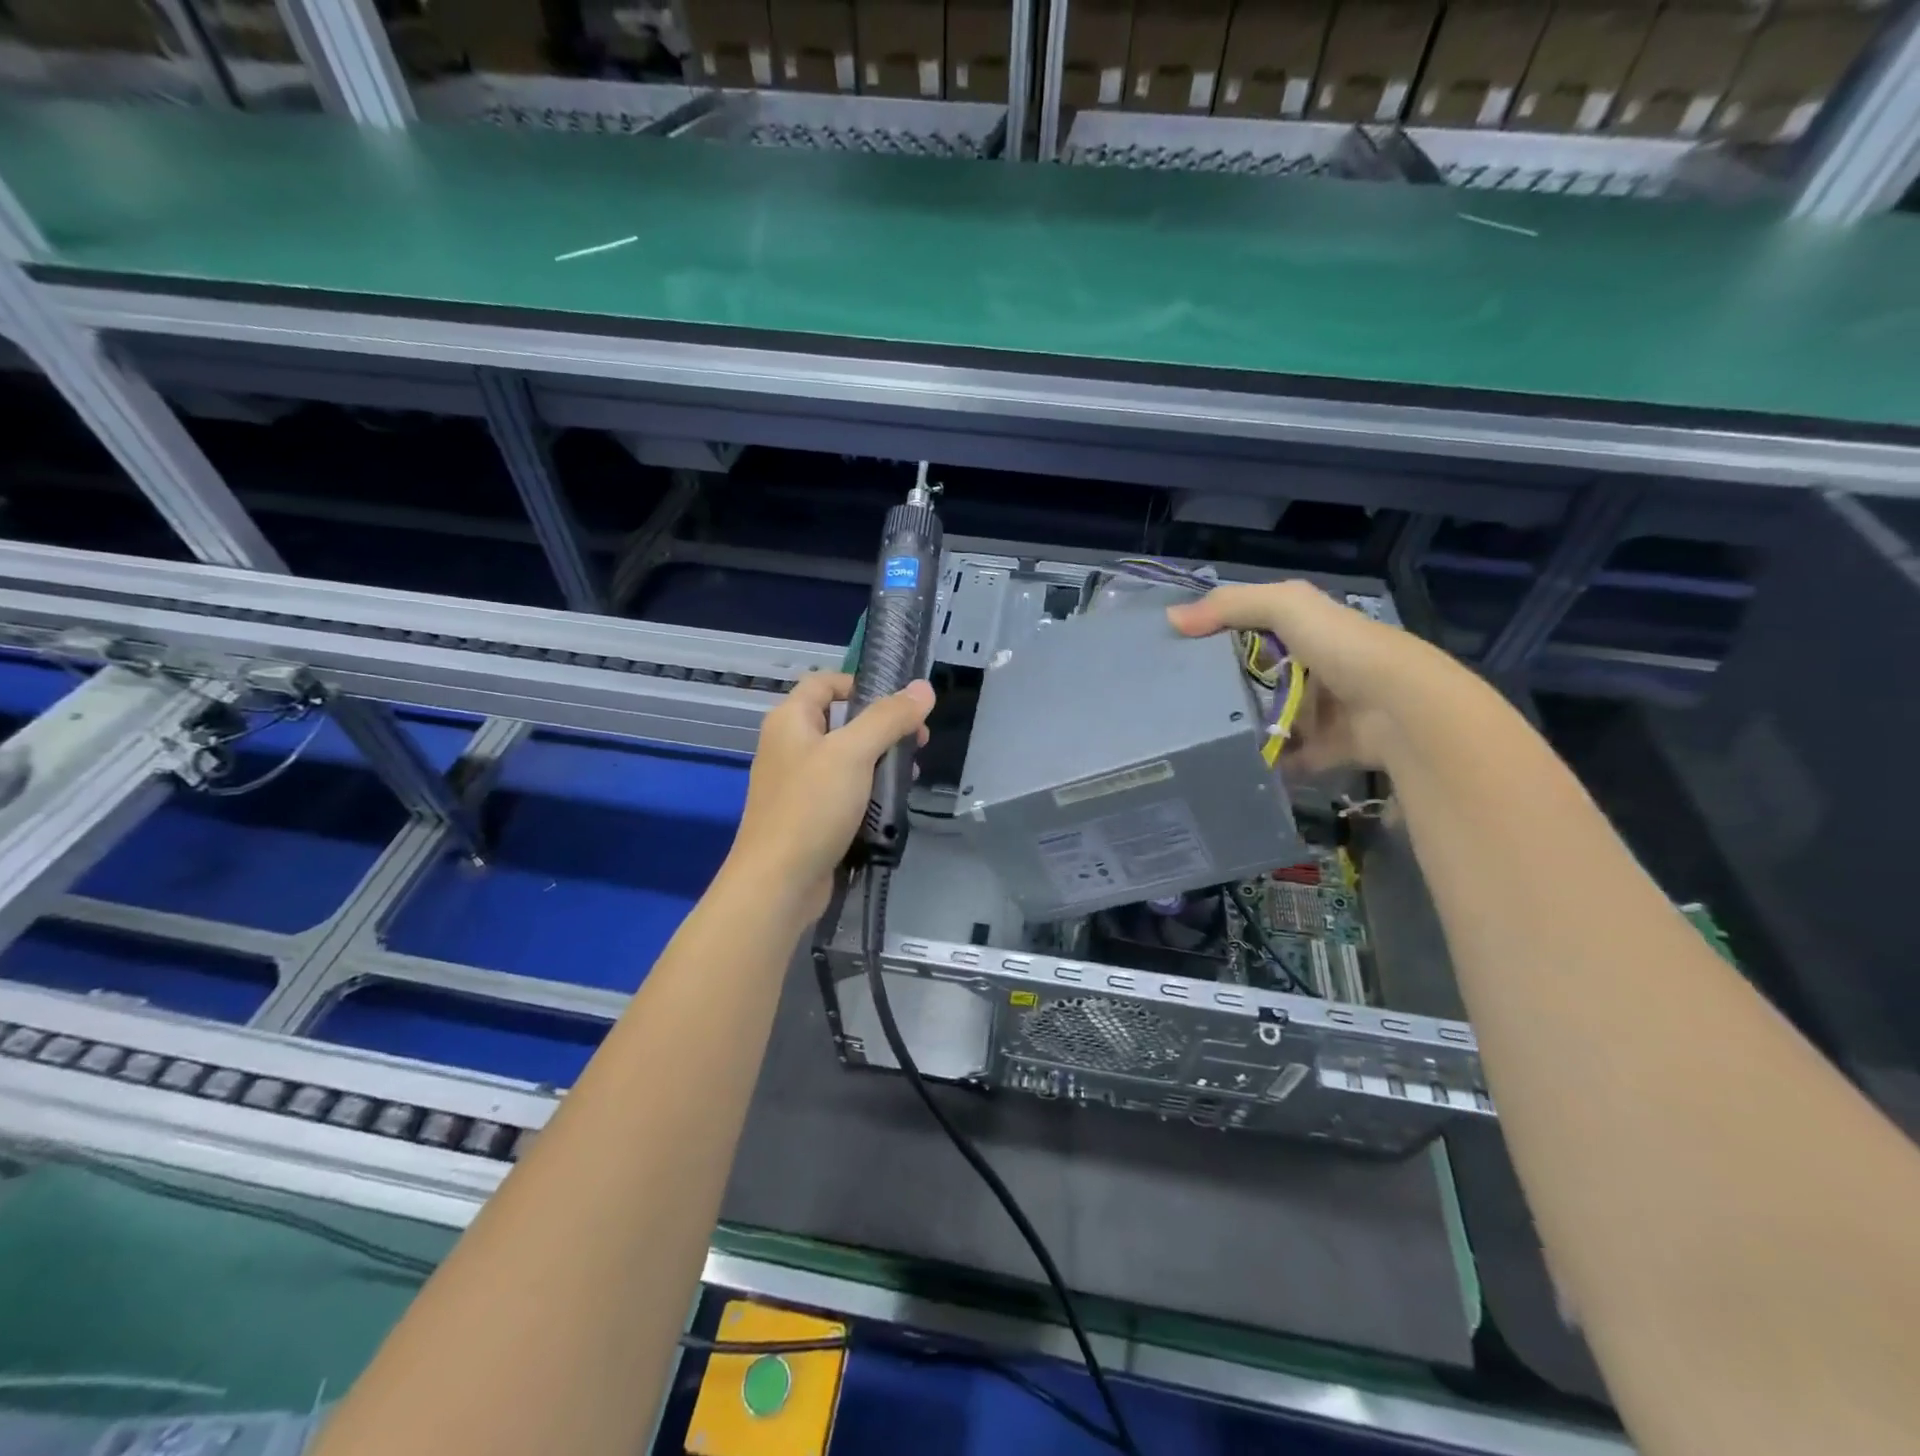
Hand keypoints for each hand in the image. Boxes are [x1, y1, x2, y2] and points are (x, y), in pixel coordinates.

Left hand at [725, 671, 935, 921]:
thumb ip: (889, 718)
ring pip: (845, 758)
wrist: (778, 883)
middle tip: (917, 742)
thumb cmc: (812, 807)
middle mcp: (789, 746)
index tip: (899, 703)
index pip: (824, 682)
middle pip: (840, 721)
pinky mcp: (808, 816)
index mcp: (790, 720)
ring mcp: (797, 784)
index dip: (860, 684)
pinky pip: (842, 791)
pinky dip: (868, 791)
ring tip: (910, 775)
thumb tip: (923, 688)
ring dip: (879, 761)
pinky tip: (892, 803)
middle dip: (882, 727)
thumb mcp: (853, 753)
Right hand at [1167, 580, 1426, 772]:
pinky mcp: (1327, 750)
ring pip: (1271, 718)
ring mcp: (1323, 712)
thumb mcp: (1287, 607)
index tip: (1176, 654)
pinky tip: (1230, 763)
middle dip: (1224, 688)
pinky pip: (1287, 757)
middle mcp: (1317, 669)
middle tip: (1177, 702)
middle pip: (1260, 677)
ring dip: (1242, 727)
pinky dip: (1265, 761)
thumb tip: (1171, 618)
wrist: (1401, 710)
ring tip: (1194, 736)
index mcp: (1310, 631)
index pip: (1255, 629)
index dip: (1218, 637)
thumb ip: (1231, 606)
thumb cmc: (1344, 649)